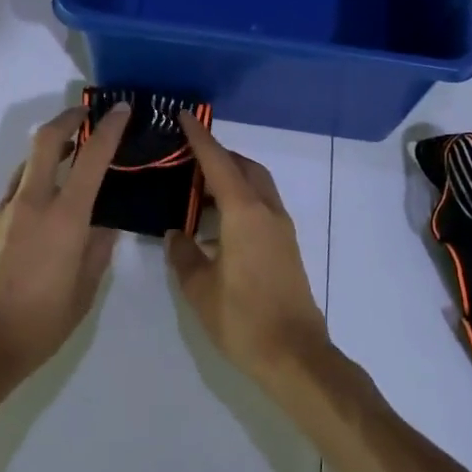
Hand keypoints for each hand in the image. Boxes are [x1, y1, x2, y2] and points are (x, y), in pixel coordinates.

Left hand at [0, 103, 130, 387]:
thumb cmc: (39, 325)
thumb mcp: (83, 292)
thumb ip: (97, 251)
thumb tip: (104, 226)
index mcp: (63, 219)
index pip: (91, 159)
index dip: (109, 129)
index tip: (121, 109)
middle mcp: (30, 204)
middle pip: (45, 141)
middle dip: (67, 119)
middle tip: (86, 115)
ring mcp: (3, 212)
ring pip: (27, 165)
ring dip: (49, 152)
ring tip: (71, 160)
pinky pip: (15, 191)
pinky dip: (34, 182)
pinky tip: (46, 208)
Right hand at [165, 113, 331, 384]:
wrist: (295, 354)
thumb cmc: (242, 319)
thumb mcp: (200, 289)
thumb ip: (184, 255)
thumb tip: (176, 234)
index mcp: (244, 214)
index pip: (218, 164)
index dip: (200, 139)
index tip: (185, 116)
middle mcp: (267, 212)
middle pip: (245, 168)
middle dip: (219, 155)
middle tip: (188, 155)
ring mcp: (281, 229)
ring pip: (258, 185)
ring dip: (233, 176)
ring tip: (199, 186)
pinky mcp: (286, 246)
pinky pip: (262, 205)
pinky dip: (242, 197)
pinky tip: (220, 220)